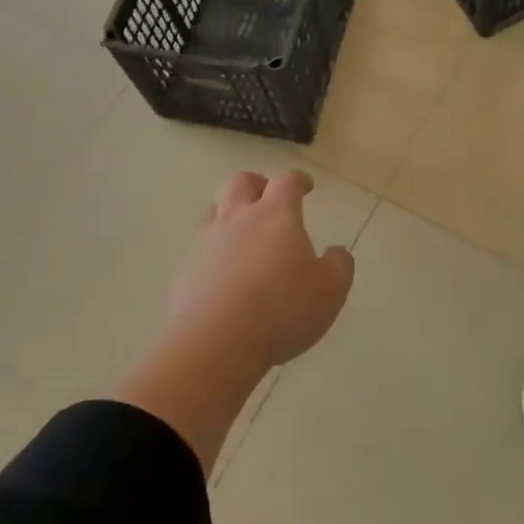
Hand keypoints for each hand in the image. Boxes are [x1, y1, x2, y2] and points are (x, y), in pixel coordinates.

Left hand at [166, 170, 355, 371]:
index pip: (286, 182)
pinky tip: (221, 272)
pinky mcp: (185, 270)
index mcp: (276, 215)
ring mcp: (206, 243)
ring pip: (213, 210)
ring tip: (240, 231)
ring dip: (228, 212)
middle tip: (267, 197)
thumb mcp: (330, 290)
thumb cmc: (282, 309)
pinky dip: (212, 250)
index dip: (298, 180)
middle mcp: (238, 219)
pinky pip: (198, 248)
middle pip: (241, 182)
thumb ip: (338, 265)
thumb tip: (337, 252)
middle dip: (257, 184)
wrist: (216, 343)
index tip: (305, 186)